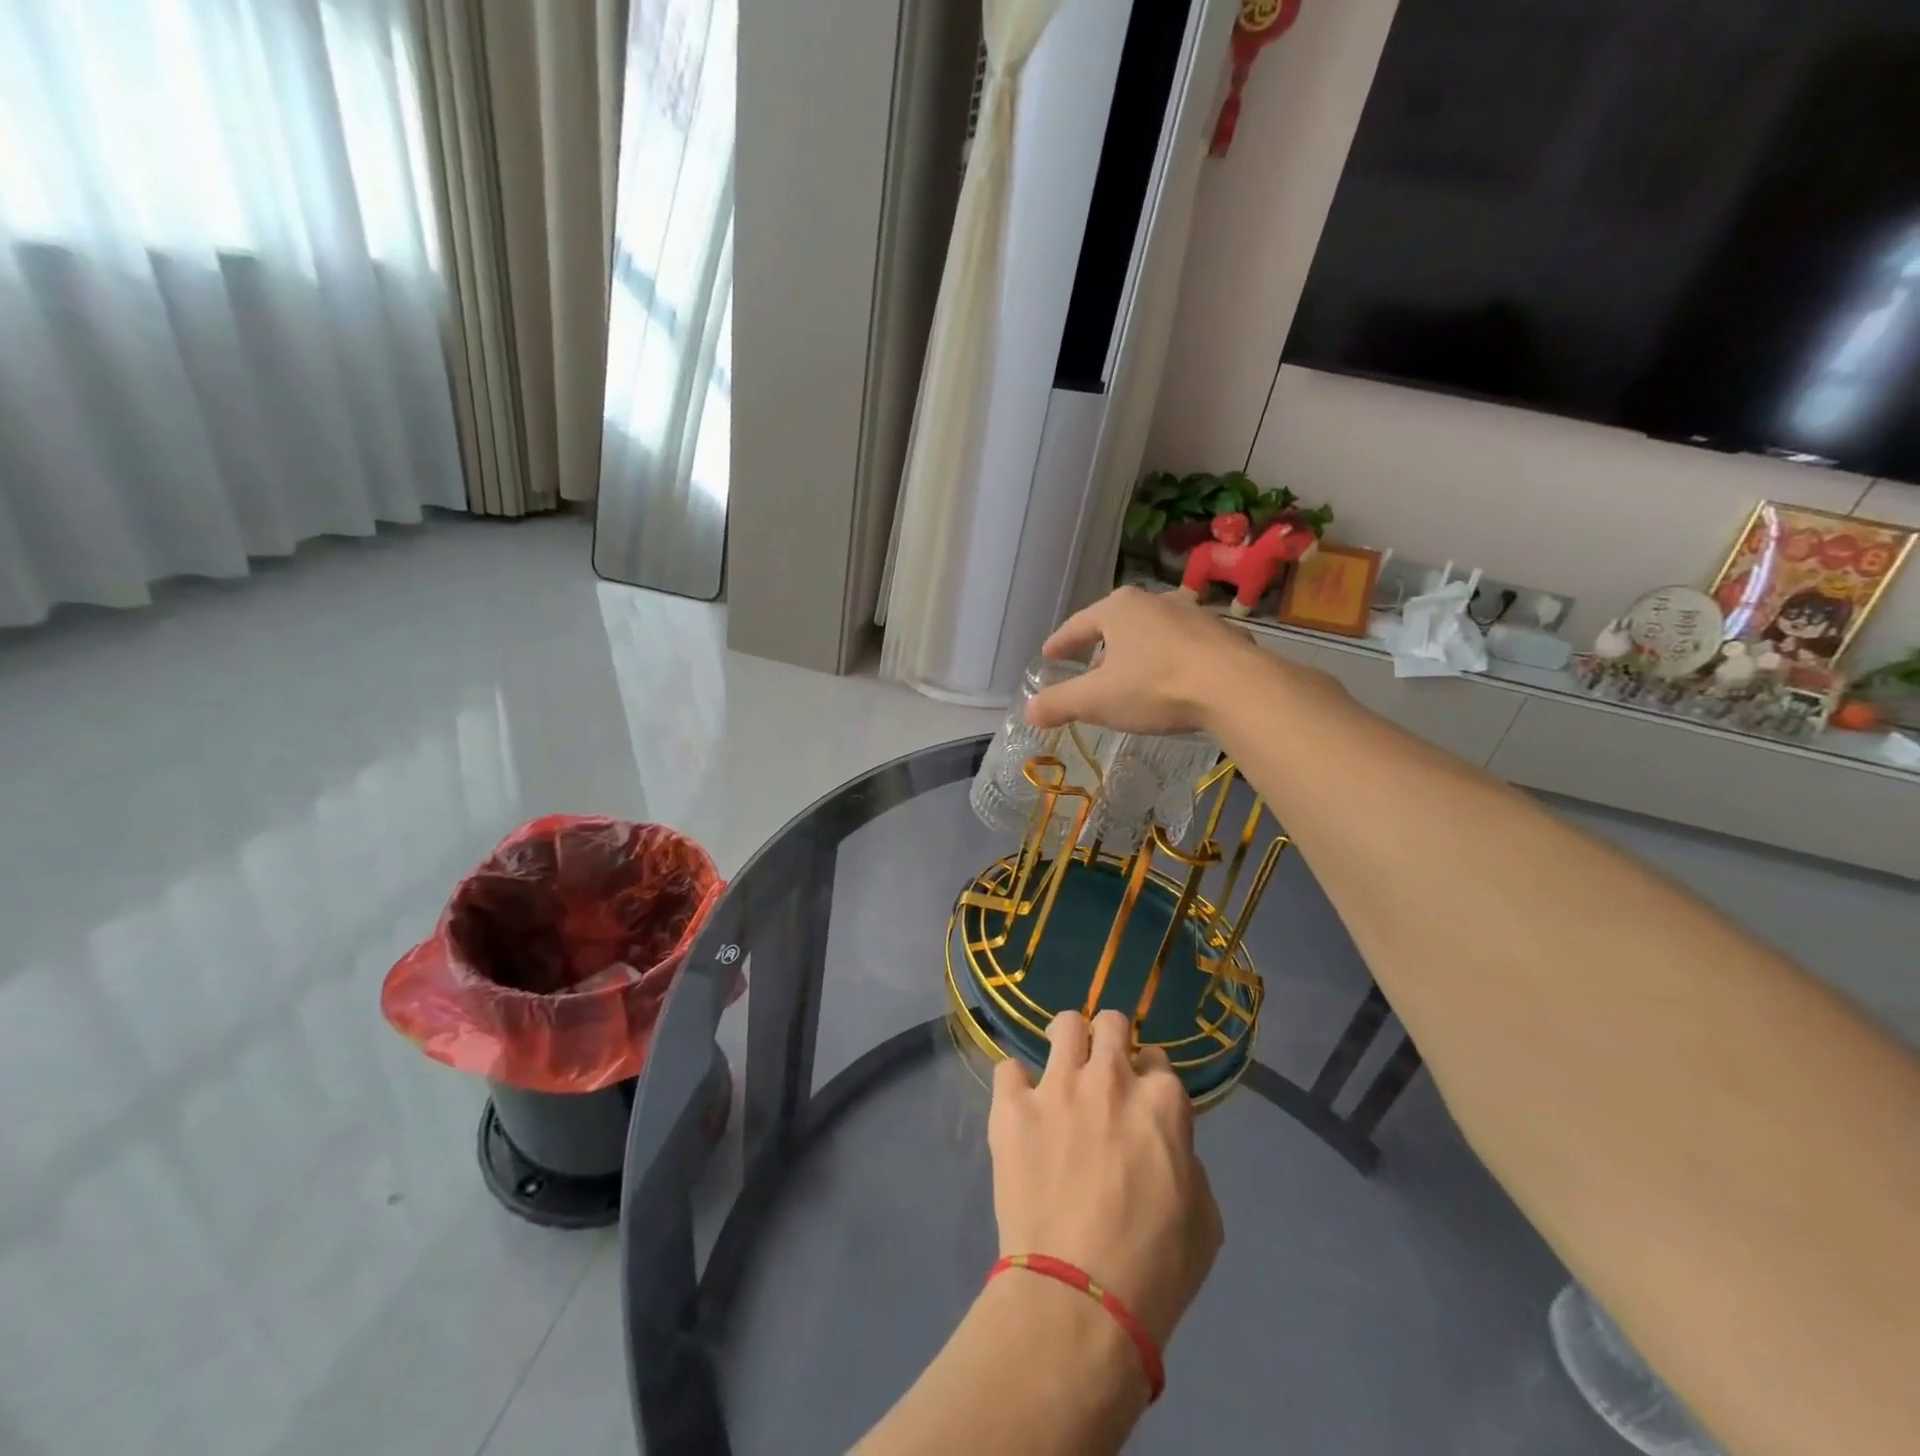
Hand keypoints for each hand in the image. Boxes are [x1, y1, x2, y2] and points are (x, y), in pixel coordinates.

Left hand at [987, 1010, 1223, 1347]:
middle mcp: (1111, 1078)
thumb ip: (1187, 1163)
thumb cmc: (1155, 1269)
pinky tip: (1020, 1108)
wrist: (1079, 1299)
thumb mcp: (1204, 1220)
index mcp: (1163, 1102)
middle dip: (1110, 1039)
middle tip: (1101, 1070)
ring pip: (1064, 1025)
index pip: (1158, 1059)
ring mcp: (1057, 1086)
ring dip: (1066, 1042)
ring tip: (1061, 1068)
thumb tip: (1164, 1145)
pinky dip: (1016, 1084)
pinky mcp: (1013, 1107)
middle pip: (1111, 1022)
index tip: (1140, 1099)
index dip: (1149, 1077)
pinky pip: (1009, 1067)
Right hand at [1024, 586, 1267, 735]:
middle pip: (1116, 623)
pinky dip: (1170, 660)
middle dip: (1100, 645)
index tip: (1048, 655)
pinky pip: (1184, 646)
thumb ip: (1059, 703)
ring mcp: (1193, 615)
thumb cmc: (1156, 686)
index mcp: (1119, 608)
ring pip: (1153, 632)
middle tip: (1088, 667)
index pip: (1078, 625)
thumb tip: (1029, 709)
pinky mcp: (1222, 635)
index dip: (1060, 643)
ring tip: (1130, 674)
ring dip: (1137, 651)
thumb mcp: (1097, 700)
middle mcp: (1155, 601)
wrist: (1237, 688)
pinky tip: (1172, 681)